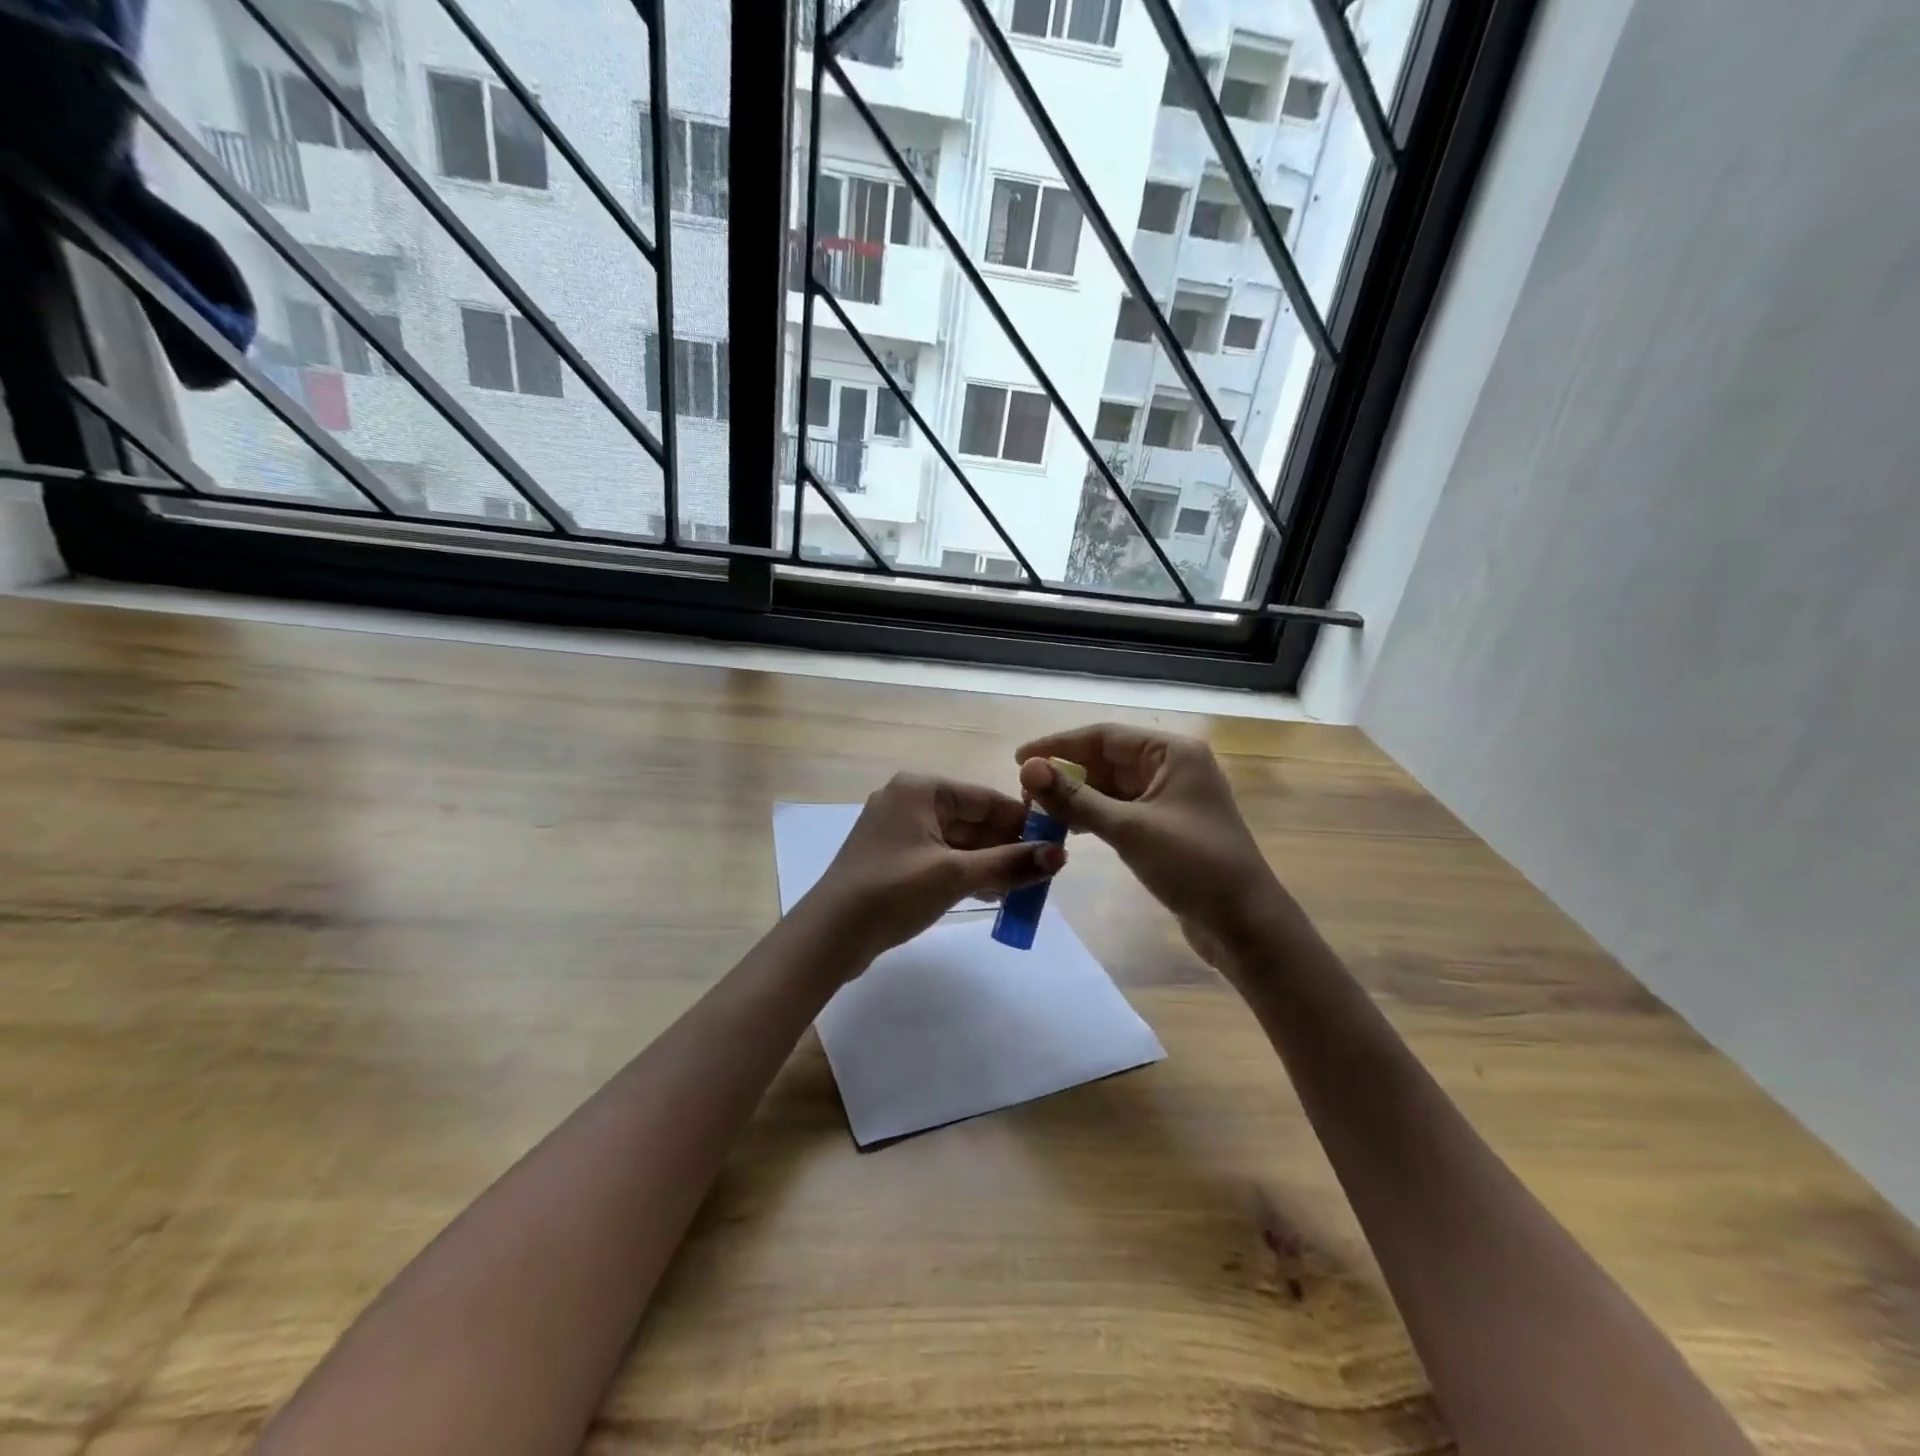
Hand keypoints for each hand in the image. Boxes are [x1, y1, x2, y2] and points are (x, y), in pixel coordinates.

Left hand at [800, 773, 1064, 971]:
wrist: (828, 936)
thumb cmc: (892, 893)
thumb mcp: (955, 877)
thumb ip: (1009, 864)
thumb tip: (1060, 856)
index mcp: (920, 789)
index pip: (985, 798)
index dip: (1022, 822)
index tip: (1054, 846)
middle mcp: (908, 800)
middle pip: (971, 819)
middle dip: (1006, 846)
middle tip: (1042, 873)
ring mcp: (898, 829)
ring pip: (957, 840)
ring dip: (988, 863)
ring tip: (1021, 889)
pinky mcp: (893, 857)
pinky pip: (939, 856)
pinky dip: (964, 872)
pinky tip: (990, 894)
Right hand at [1014, 724, 1285, 977]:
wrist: (1245, 924)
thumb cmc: (1193, 866)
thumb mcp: (1129, 829)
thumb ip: (1076, 799)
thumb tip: (1027, 768)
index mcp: (1172, 753)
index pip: (1104, 736)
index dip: (1058, 745)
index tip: (1019, 758)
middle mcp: (1172, 767)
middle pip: (1106, 759)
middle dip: (1066, 773)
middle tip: (1025, 793)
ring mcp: (1170, 798)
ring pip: (1111, 786)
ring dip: (1077, 796)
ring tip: (1039, 812)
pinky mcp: (1166, 826)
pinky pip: (1120, 809)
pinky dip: (1094, 815)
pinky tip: (1069, 829)